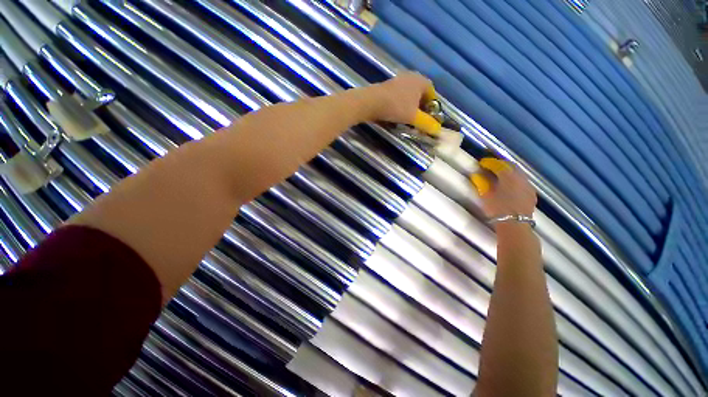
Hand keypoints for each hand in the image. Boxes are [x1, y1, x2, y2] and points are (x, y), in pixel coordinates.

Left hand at [370, 72, 433, 123]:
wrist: (371, 102)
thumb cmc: (396, 107)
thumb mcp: (413, 117)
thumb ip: (426, 123)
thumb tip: (438, 130)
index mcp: (421, 81)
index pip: (432, 94)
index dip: (432, 107)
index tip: (429, 118)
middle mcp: (411, 77)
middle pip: (420, 95)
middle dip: (420, 108)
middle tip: (418, 120)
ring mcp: (398, 80)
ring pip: (408, 96)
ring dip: (409, 107)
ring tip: (407, 120)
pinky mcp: (387, 87)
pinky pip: (398, 97)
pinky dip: (400, 105)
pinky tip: (396, 115)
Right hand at [473, 158, 536, 218]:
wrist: (514, 224)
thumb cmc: (497, 209)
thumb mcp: (485, 195)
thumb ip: (481, 182)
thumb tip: (477, 175)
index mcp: (508, 176)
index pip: (498, 164)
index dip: (489, 162)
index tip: (482, 163)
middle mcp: (520, 177)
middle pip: (511, 166)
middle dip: (501, 164)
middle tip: (491, 166)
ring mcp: (528, 185)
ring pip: (518, 173)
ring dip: (509, 171)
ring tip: (500, 175)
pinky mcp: (531, 193)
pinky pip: (523, 181)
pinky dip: (515, 179)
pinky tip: (510, 185)